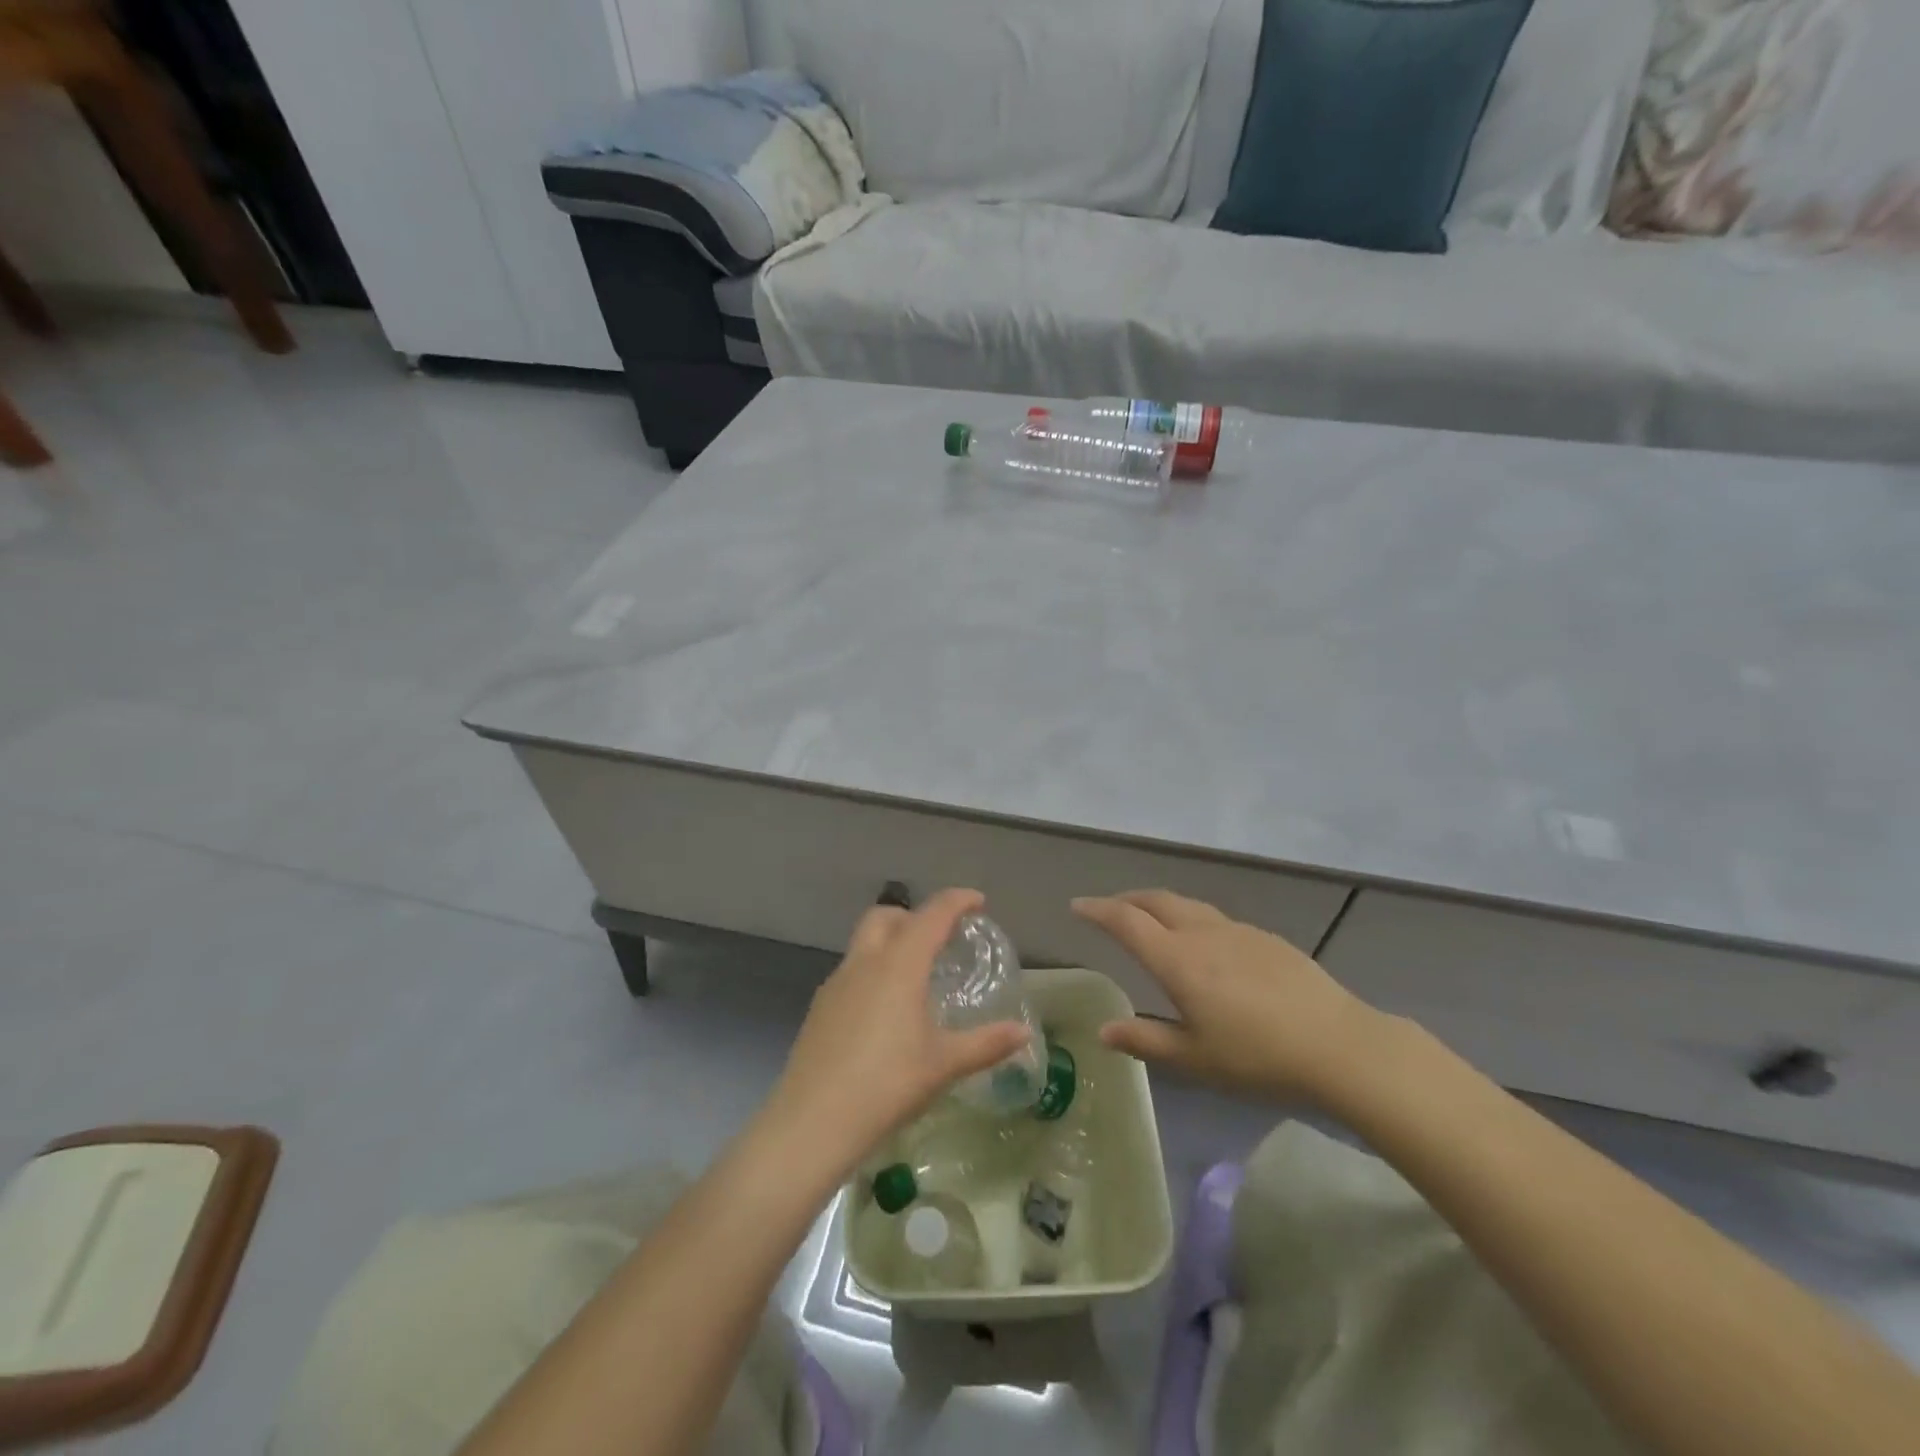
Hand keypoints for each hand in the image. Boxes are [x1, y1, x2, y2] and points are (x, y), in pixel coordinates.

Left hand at [767, 888, 1031, 1178]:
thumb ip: (986, 1044)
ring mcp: (837, 983)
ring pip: (864, 942)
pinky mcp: (820, 1007)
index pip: (932, 915)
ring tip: (915, 977)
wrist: (813, 1121)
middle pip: (887, 915)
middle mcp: (865, 962)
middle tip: (940, 938)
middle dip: (915, 915)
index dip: (957, 901)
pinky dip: (873, 971)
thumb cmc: (888, 1084)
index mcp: (900, 965)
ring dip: (891, 942)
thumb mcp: (944, 1064)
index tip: (978, 902)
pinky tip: (883, 1012)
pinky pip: (851, 971)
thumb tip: (1024, 1033)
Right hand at [1073, 889, 1387, 1105]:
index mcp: (1178, 960)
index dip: (1098, 910)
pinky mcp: (1266, 939)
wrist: (1339, 1046)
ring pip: (1187, 905)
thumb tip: (1104, 1031)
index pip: (1127, 922)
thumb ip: (1145, 1041)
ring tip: (1151, 919)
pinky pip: (1215, 918)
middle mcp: (1202, 934)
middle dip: (1127, 899)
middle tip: (1110, 908)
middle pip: (1156, 901)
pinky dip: (1192, 918)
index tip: (1078, 906)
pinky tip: (1204, 944)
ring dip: (1160, 905)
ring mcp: (1238, 931)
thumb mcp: (1194, 1059)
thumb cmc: (1258, 1057)